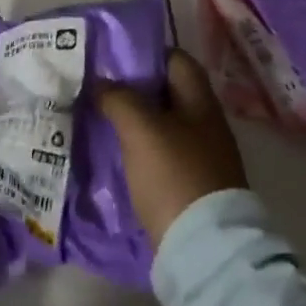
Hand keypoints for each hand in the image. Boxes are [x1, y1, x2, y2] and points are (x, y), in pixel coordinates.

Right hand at [100, 49, 248, 245]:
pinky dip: (142, 153)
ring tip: (101, 122)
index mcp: (200, 100)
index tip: (113, 58)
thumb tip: (101, 83)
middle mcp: (206, 123)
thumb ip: (118, 98)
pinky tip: (118, 157)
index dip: (146, 54)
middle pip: (168, 94)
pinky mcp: (193, 188)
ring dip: (136, 124)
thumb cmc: (174, 174)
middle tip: (99, 90)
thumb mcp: (140, 128)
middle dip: (135, 91)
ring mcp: (202, 158)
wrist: (204, 250)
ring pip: (164, 127)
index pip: (175, 59)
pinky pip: (163, 157)